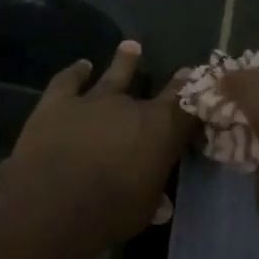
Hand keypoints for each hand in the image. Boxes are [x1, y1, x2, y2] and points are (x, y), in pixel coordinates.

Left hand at [11, 42, 197, 242]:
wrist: (54, 201)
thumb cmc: (110, 211)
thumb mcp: (143, 210)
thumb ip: (153, 199)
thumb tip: (163, 206)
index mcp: (162, 131)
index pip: (189, 110)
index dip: (198, 102)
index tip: (204, 90)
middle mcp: (132, 107)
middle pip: (160, 90)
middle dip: (174, 82)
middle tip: (183, 70)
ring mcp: (93, 100)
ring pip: (114, 74)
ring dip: (124, 61)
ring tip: (131, 46)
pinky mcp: (58, 102)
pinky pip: (68, 81)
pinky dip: (75, 72)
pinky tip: (81, 66)